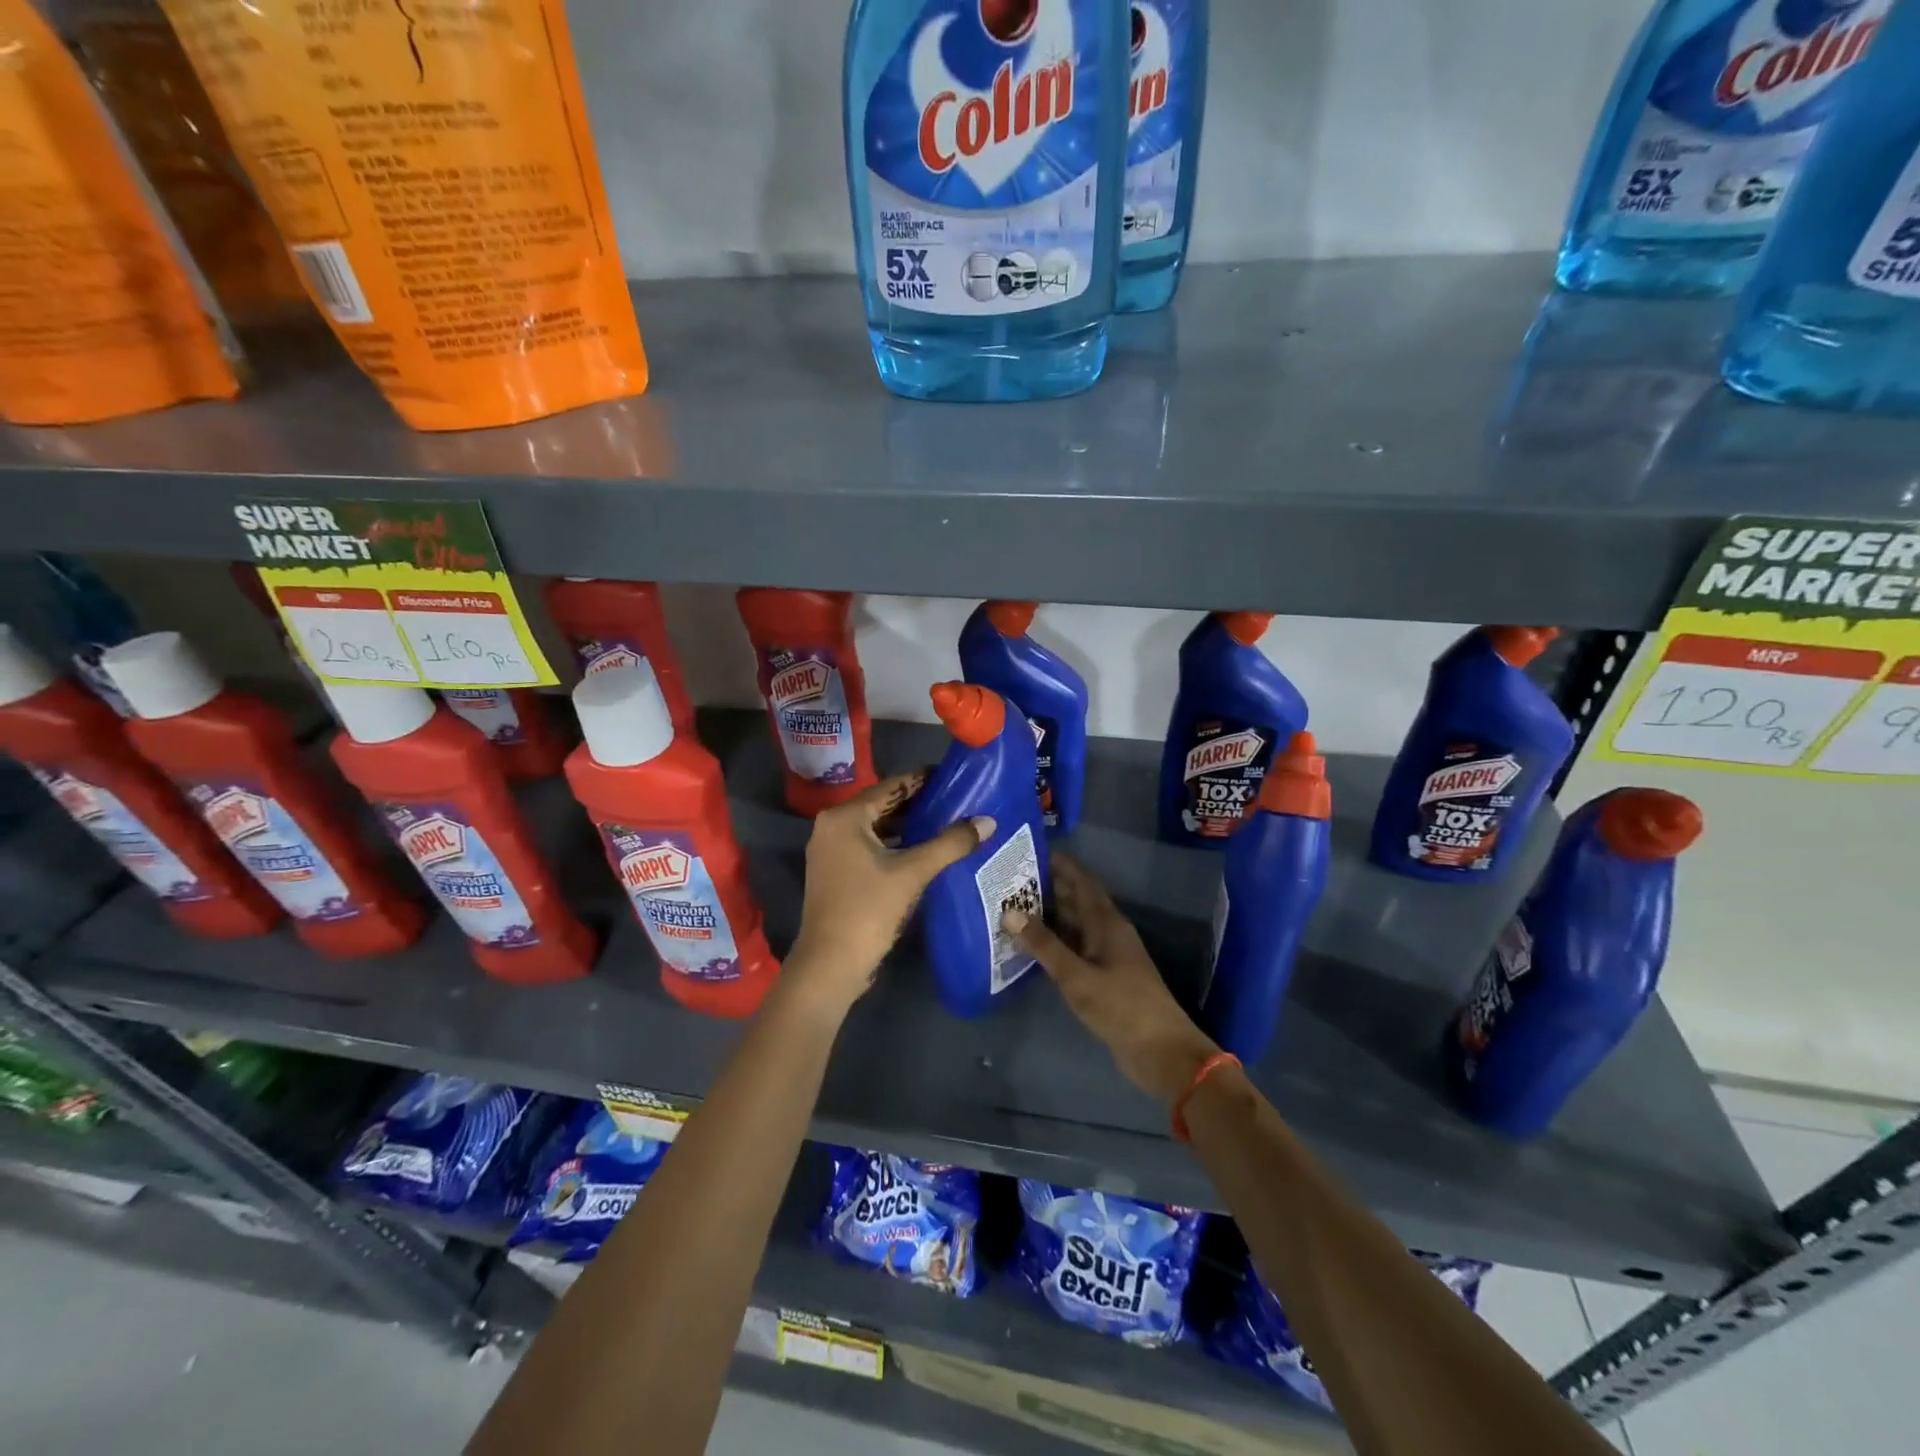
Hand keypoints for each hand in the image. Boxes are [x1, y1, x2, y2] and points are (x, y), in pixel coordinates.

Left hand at [787, 771, 992, 1010]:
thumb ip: (951, 843)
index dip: (921, 780)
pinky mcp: (835, 873)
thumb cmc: (868, 909)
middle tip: (956, 799)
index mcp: (844, 817)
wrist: (831, 964)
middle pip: (881, 805)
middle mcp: (831, 826)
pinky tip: (923, 850)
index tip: (952, 776)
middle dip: (917, 803)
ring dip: (907, 825)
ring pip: (875, 828)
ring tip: (946, 822)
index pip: (890, 787)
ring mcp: (830, 851)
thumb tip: (988, 821)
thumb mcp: (913, 872)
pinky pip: (869, 846)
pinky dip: (894, 844)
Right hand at [1004, 852, 1217, 1105]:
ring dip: (1048, 915)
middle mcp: (1107, 931)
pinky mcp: (1103, 977)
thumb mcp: (1077, 976)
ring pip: (1073, 925)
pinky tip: (1030, 946)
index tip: (1029, 850)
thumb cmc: (1121, 1006)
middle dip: (1047, 887)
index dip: (1060, 863)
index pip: (1081, 880)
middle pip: (1075, 900)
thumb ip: (1044, 944)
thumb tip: (1009, 911)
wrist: (1161, 1052)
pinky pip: (1074, 949)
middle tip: (1008, 879)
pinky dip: (1053, 942)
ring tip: (1011, 907)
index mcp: (1107, 922)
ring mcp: (1106, 955)